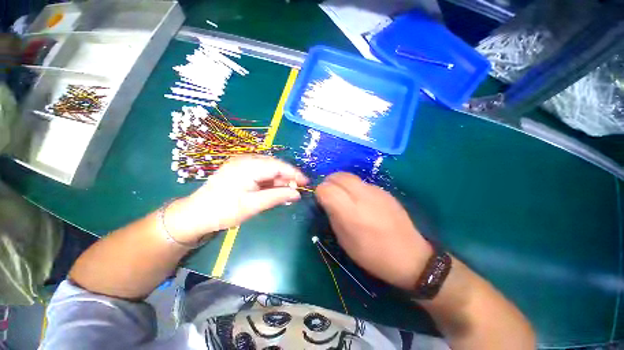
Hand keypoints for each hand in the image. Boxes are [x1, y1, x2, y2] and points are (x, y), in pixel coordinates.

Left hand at [166, 155, 307, 243]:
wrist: (196, 214)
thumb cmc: (224, 211)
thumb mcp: (253, 205)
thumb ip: (277, 197)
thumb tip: (297, 194)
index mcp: (248, 166)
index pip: (278, 166)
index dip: (294, 173)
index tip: (306, 182)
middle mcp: (246, 160)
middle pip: (274, 165)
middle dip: (288, 176)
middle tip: (297, 189)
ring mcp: (242, 163)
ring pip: (269, 168)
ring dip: (279, 179)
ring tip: (288, 191)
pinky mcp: (240, 169)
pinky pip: (261, 172)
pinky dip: (270, 180)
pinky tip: (275, 189)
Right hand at [315, 173, 432, 289]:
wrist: (410, 256)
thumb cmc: (373, 254)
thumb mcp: (345, 241)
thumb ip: (333, 216)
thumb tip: (326, 201)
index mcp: (351, 213)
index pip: (326, 189)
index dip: (319, 192)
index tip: (320, 199)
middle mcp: (363, 196)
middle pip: (338, 176)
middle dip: (328, 181)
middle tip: (328, 193)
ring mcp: (375, 191)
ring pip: (350, 176)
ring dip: (340, 182)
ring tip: (342, 195)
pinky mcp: (384, 191)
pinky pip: (362, 182)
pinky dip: (353, 186)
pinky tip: (359, 199)